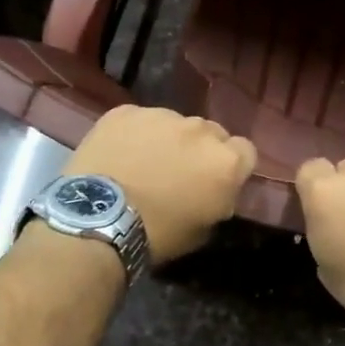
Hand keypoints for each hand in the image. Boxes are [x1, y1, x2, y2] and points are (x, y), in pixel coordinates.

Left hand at [63, 105, 256, 264]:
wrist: (99, 219)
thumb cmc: (157, 234)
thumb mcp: (203, 229)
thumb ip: (219, 200)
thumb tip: (216, 192)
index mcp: (225, 161)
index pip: (246, 151)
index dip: (232, 166)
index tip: (216, 181)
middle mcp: (200, 129)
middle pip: (210, 133)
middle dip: (200, 150)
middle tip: (178, 173)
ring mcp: (161, 115)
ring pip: (174, 123)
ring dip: (167, 140)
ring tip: (143, 163)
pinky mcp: (126, 111)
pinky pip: (139, 120)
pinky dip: (134, 134)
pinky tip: (119, 155)